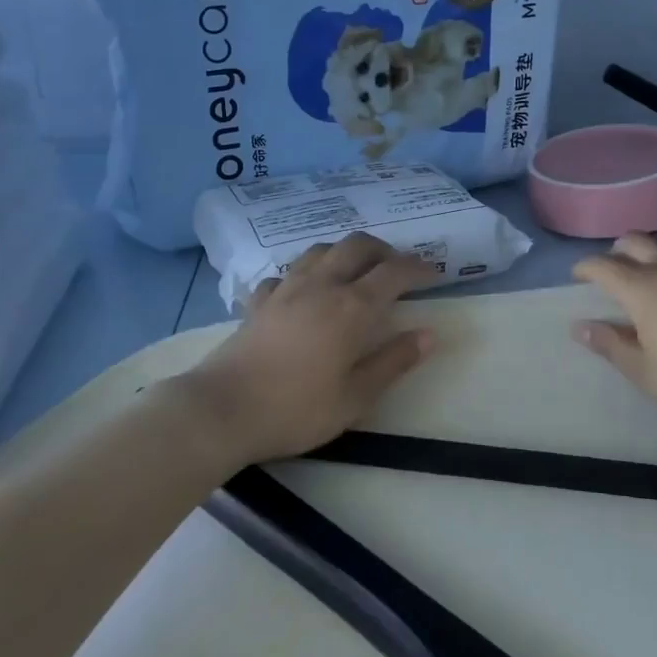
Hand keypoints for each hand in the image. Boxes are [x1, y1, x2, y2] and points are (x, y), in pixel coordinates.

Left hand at [176, 232, 436, 463]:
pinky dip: (303, 274)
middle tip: (397, 267)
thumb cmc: (296, 409)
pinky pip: (286, 274)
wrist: (222, 411)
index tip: (434, 274)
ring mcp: (286, 289)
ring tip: (354, 271)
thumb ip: (393, 362)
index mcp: (351, 307)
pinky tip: (303, 291)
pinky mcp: (259, 301)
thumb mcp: (355, 397)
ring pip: (320, 250)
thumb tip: (428, 335)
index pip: (394, 272)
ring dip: (344, 252)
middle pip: (357, 246)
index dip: (418, 268)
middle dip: (383, 249)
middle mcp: (321, 285)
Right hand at [572, 232, 656, 421]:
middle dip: (616, 251)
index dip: (585, 267)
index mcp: (640, 288)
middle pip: (633, 240)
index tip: (578, 276)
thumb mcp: (647, 372)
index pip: (602, 265)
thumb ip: (611, 346)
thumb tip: (580, 327)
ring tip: (649, 271)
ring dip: (648, 250)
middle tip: (613, 270)